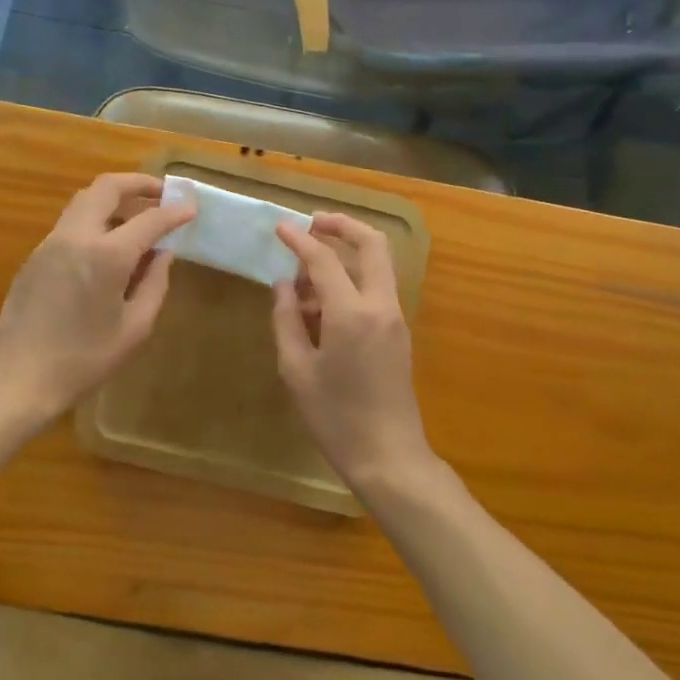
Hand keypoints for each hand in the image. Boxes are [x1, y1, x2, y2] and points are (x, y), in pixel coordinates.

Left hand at [0, 173, 194, 424]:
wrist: (15, 380)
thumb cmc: (83, 361)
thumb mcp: (134, 329)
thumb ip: (154, 284)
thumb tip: (162, 253)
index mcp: (106, 255)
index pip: (149, 219)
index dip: (174, 212)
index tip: (191, 208)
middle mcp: (76, 236)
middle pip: (107, 187)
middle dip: (138, 183)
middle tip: (162, 193)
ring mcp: (51, 243)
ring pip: (85, 200)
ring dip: (114, 199)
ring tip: (137, 217)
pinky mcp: (35, 256)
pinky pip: (71, 223)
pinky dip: (95, 219)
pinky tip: (108, 246)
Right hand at [272, 213, 437, 494]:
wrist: (389, 457)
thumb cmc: (336, 418)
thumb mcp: (297, 370)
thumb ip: (287, 319)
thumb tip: (283, 284)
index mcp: (352, 313)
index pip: (324, 260)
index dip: (300, 240)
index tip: (280, 227)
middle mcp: (380, 305)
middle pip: (372, 243)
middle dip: (342, 225)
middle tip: (312, 223)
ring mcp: (395, 317)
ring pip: (378, 263)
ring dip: (347, 252)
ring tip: (307, 272)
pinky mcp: (398, 331)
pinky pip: (377, 287)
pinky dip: (353, 277)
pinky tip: (323, 301)